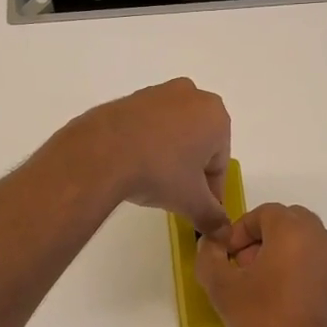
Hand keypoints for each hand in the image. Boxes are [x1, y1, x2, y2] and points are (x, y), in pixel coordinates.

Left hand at [60, 79, 231, 234]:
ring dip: (169, 156)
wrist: (102, 152)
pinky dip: (146, 144)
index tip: (200, 209)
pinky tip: (134, 165)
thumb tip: (224, 233)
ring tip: (153, 182)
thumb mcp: (191, 201)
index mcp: (215, 115)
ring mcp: (158, 93)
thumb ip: (212, 217)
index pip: (220, 162)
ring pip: (173, 131)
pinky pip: (148, 125)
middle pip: (198, 142)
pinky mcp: (130, 98)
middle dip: (191, 169)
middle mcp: (191, 95)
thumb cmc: (159, 172)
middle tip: (177, 195)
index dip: (212, 190)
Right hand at [194, 203, 326, 326]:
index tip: (230, 259)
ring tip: (271, 295)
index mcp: (294, 232)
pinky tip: (297, 313)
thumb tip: (211, 244)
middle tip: (248, 271)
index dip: (242, 231)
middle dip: (267, 241)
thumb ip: (209, 258)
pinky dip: (311, 283)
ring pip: (313, 250)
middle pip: (292, 225)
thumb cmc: (265, 325)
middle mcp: (326, 242)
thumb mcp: (223, 291)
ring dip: (290, 261)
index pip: (265, 213)